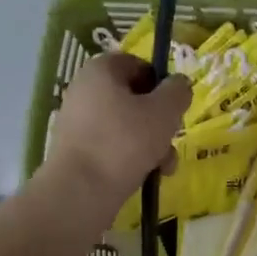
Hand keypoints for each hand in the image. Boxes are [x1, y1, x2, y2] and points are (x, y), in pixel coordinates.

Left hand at [48, 53, 192, 204]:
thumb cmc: (124, 142)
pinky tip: (146, 176)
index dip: (161, 83)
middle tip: (172, 140)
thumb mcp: (164, 112)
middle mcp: (84, 91)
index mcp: (101, 70)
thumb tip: (179, 84)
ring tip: (164, 167)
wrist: (80, 191)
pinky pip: (112, 147)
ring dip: (152, 144)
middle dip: (160, 122)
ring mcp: (78, 122)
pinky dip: (131, 158)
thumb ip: (178, 91)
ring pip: (127, 126)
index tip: (174, 107)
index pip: (138, 64)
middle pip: (134, 99)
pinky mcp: (76, 151)